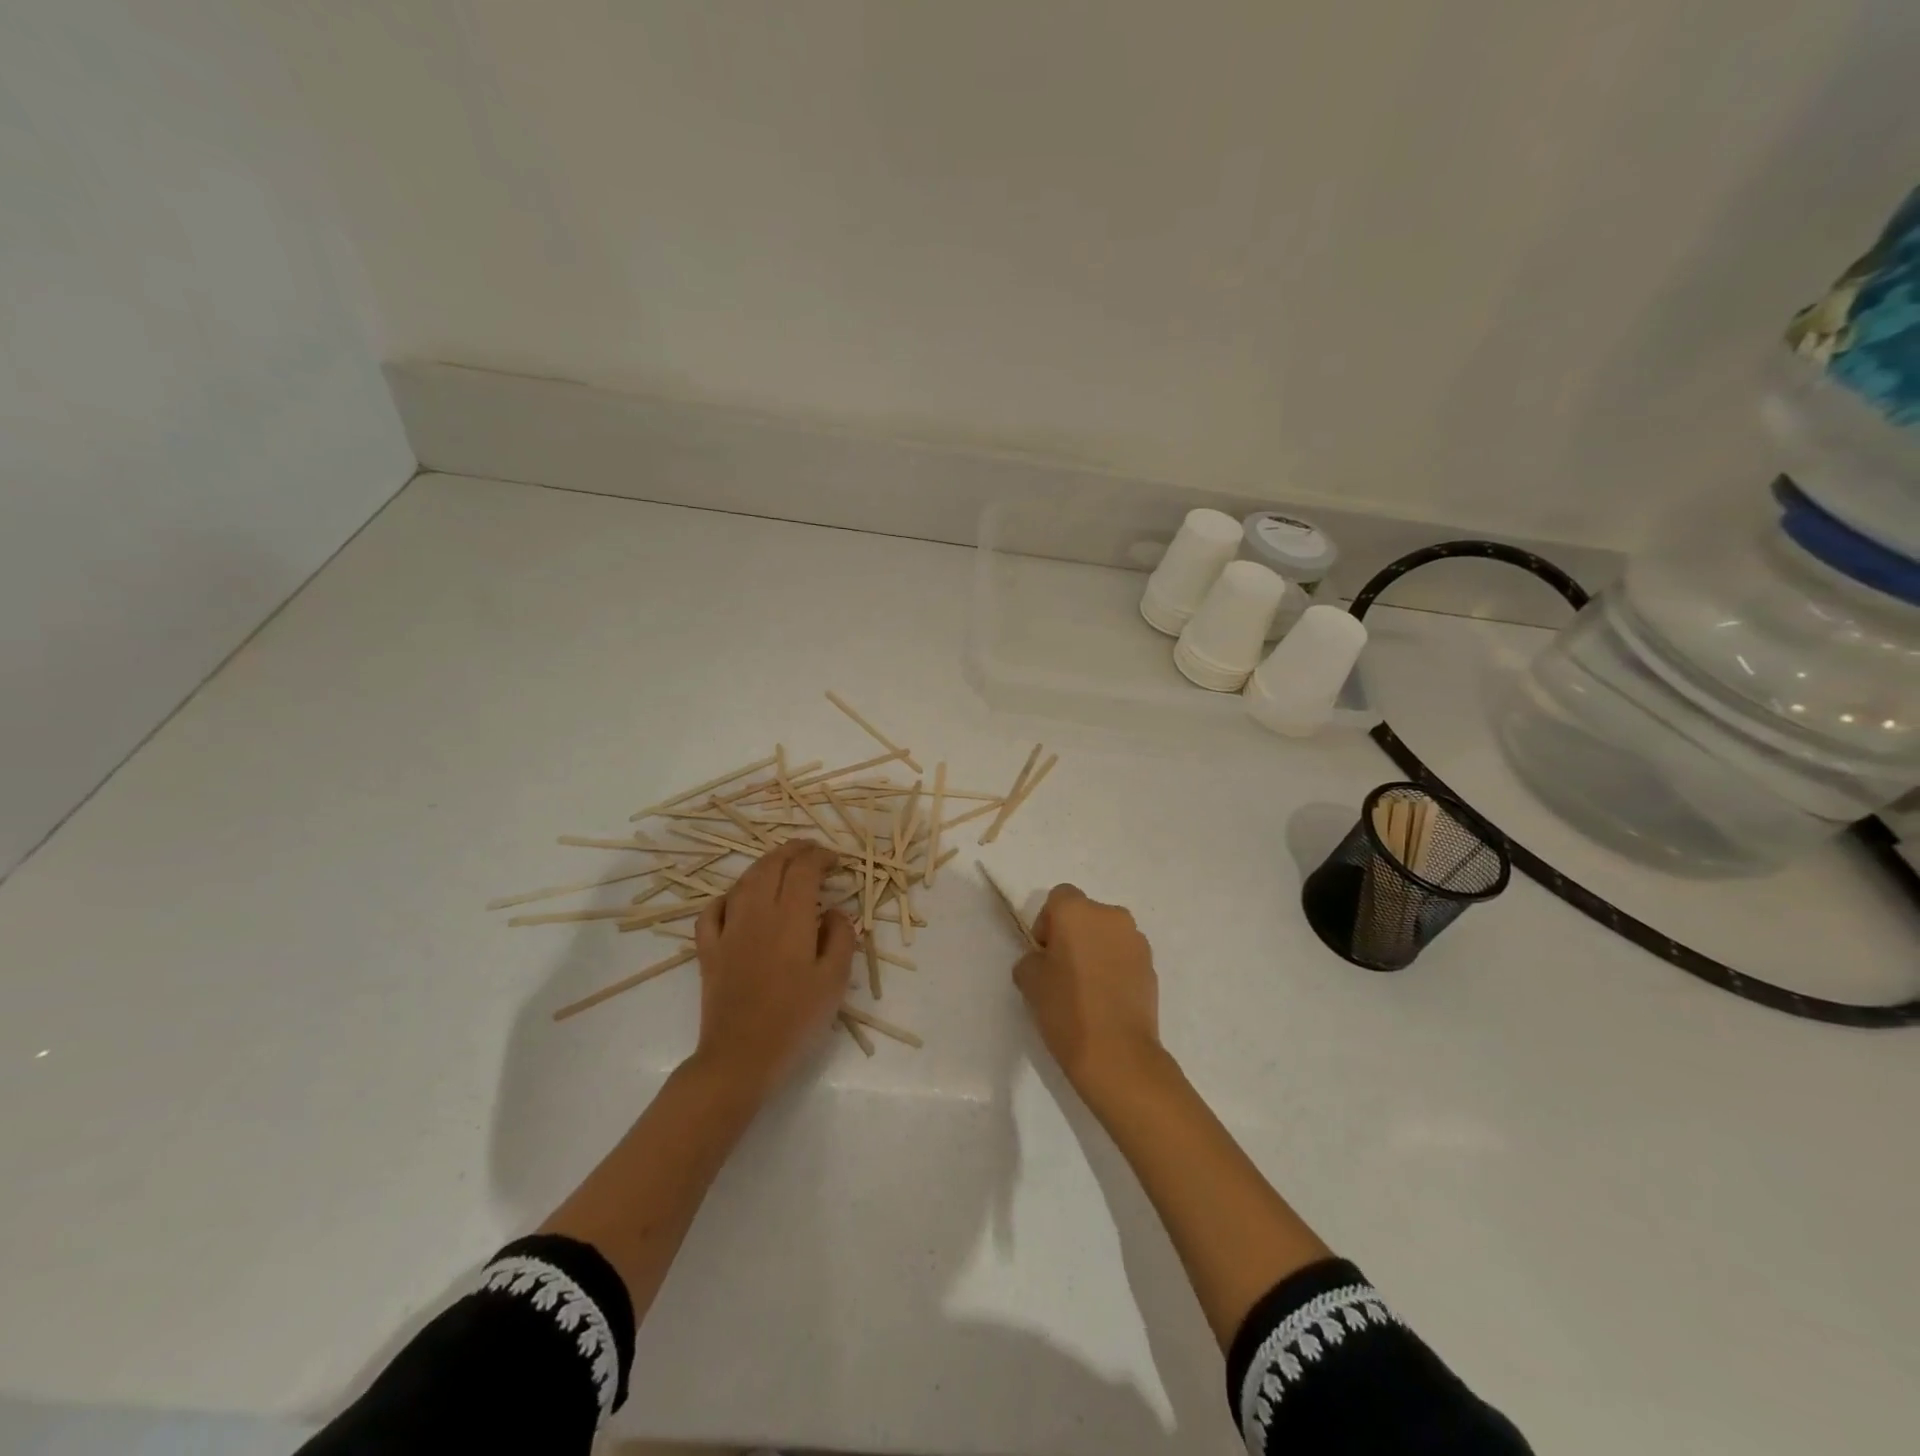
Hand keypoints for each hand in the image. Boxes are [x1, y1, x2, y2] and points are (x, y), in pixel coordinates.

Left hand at [693, 839, 854, 1095]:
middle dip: (794, 851)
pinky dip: (728, 896)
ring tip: (782, 865)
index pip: (804, 869)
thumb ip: (841, 937)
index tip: (836, 862)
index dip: (821, 857)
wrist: (740, 1058)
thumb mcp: (835, 980)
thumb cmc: (796, 1020)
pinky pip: (713, 910)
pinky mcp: (708, 951)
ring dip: (765, 865)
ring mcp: (727, 930)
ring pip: (744, 881)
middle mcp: (757, 913)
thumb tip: (834, 912)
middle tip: (813, 851)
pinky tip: (738, 901)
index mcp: (791, 918)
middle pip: (772, 865)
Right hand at [1013, 884, 1163, 1098]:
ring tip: (1087, 988)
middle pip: (1086, 914)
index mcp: (1077, 911)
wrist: (1117, 1055)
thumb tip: (1045, 960)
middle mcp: (1111, 916)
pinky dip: (1115, 968)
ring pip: (1108, 935)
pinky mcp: (1152, 967)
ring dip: (1097, 950)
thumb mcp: (1029, 980)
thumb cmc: (1066, 1010)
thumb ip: (1032, 958)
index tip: (1044, 954)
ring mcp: (1137, 941)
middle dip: (1074, 934)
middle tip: (1062, 970)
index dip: (1048, 922)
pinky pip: (1125, 956)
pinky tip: (1107, 1000)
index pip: (1059, 897)